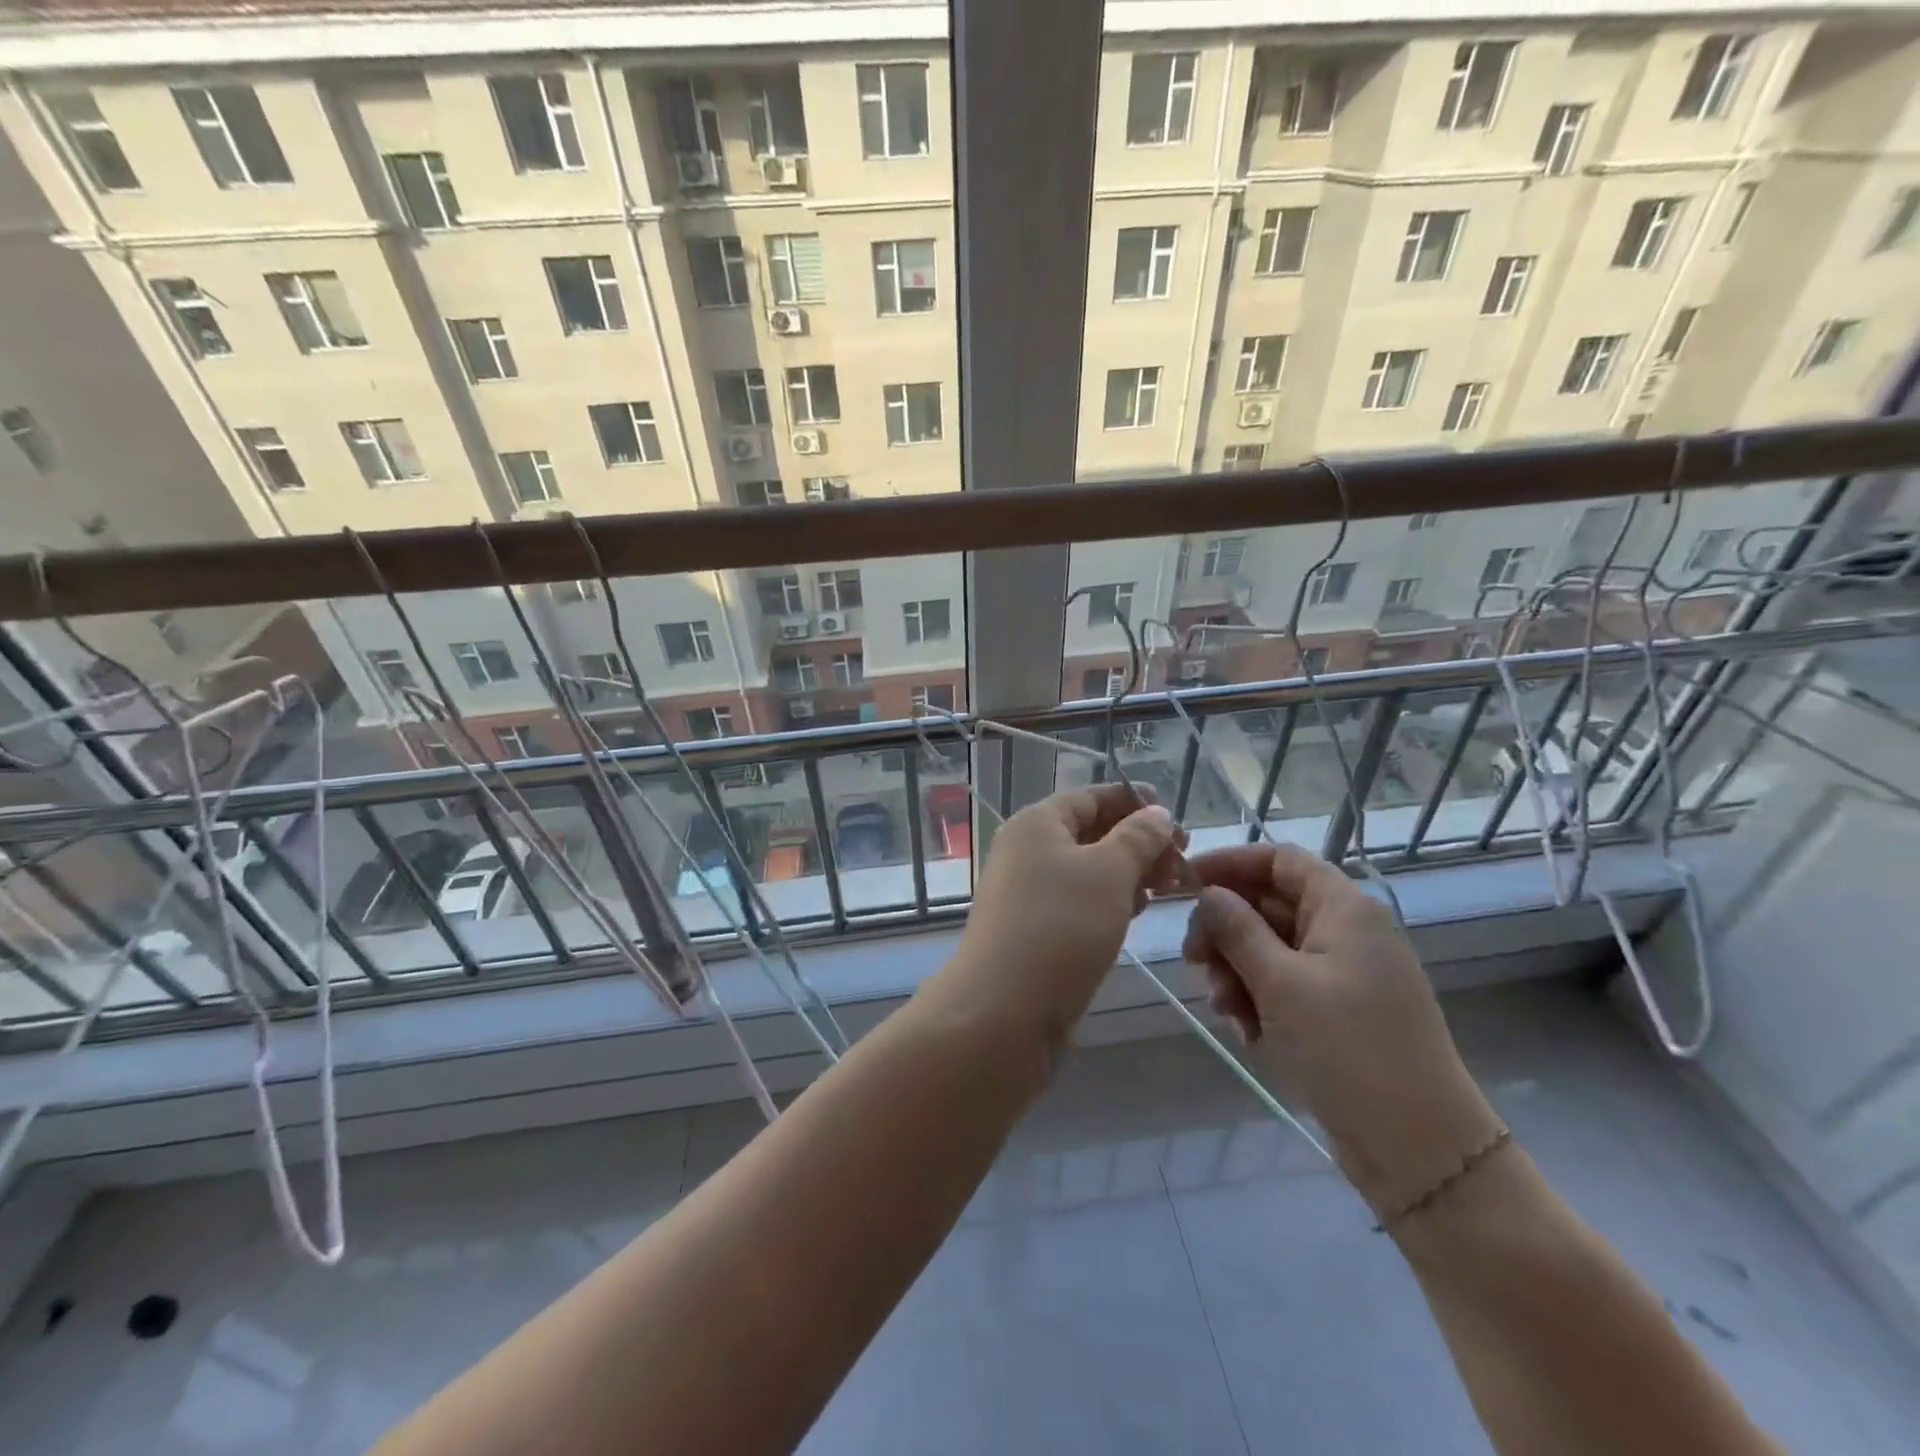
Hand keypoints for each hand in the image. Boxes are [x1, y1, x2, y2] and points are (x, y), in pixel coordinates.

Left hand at [940, 784, 1184, 1046]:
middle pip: (1090, 832)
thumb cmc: (1060, 927)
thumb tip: (1157, 813)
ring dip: (1127, 873)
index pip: (1091, 797)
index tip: (1176, 817)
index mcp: (1037, 823)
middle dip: (1138, 842)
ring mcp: (1027, 892)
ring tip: (1168, 887)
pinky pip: (1078, 902)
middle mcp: (1026, 851)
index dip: (1134, 801)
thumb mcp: (1109, 872)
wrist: (1003, 1010)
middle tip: (1182, 861)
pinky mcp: (1033, 930)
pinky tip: (1136, 913)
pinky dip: (1109, 901)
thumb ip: (1138, 838)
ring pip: (1086, 870)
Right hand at [1182, 843, 1503, 1216]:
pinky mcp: (1340, 1012)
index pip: (1279, 859)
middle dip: (1226, 930)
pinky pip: (1285, 986)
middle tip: (1193, 961)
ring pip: (1271, 949)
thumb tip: (1208, 893)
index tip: (1185, 884)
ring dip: (1237, 971)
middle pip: (1269, 905)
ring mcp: (1344, 974)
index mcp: (1343, 909)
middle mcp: (1346, 931)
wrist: (1421, 1149)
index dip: (1230, 863)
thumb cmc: (1349, 1050)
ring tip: (1224, 1010)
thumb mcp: (1280, 984)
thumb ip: (1237, 930)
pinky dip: (1258, 1000)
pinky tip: (1247, 1033)